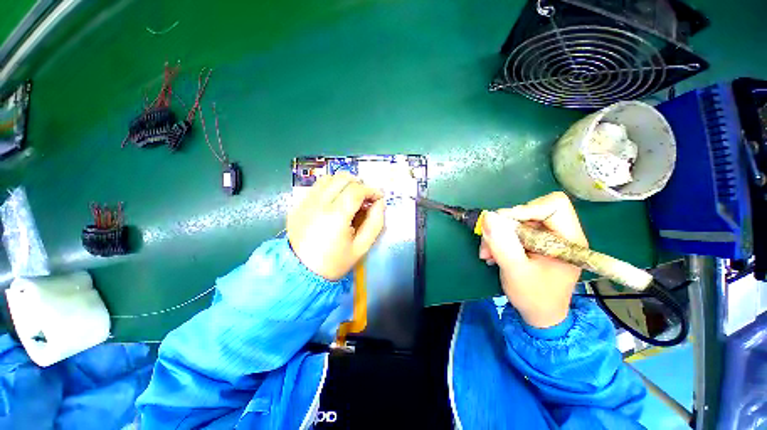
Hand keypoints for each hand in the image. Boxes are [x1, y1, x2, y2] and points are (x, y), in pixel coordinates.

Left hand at [287, 172, 385, 280]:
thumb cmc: (334, 262)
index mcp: (336, 215)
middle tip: (365, 198)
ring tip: (350, 197)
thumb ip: (375, 223)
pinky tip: (335, 202)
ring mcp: (306, 202)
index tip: (378, 198)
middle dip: (359, 184)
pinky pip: (317, 187)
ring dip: (343, 183)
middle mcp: (319, 203)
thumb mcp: (361, 247)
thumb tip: (380, 203)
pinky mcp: (298, 205)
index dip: (371, 190)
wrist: (300, 273)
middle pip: (342, 178)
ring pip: (328, 178)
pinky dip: (330, 188)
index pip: (357, 190)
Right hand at [479, 192, 587, 327]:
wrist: (539, 314)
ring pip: (517, 221)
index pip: (553, 205)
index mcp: (568, 239)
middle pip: (530, 211)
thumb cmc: (534, 297)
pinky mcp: (534, 243)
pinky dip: (499, 239)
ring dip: (498, 234)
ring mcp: (546, 238)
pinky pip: (513, 230)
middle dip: (505, 226)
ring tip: (487, 253)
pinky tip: (492, 254)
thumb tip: (488, 217)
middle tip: (489, 243)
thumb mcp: (516, 271)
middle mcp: (559, 234)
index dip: (526, 209)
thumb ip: (503, 244)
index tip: (504, 225)